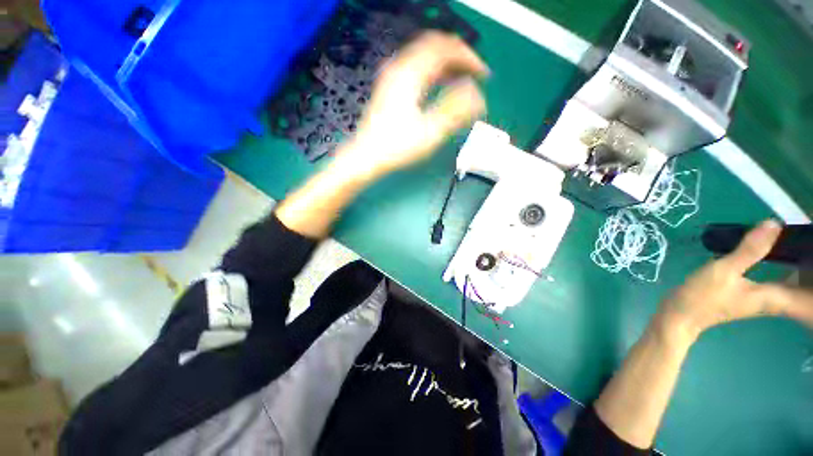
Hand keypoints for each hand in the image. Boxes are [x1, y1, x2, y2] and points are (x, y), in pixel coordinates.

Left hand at [335, 31, 488, 179]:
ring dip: (447, 63)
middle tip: (474, 73)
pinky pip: (416, 68)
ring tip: (462, 78)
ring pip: (425, 56)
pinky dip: (433, 72)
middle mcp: (399, 68)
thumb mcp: (429, 133)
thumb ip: (455, 111)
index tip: (483, 74)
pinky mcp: (390, 88)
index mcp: (410, 74)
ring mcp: (392, 77)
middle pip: (434, 46)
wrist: (367, 156)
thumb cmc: (395, 148)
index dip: (468, 57)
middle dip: (459, 57)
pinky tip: (440, 85)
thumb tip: (477, 96)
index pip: (445, 48)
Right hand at [657, 220, 812, 342]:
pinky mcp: (755, 293)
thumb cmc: (703, 296)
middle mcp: (776, 299)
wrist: (682, 314)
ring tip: (802, 249)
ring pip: (796, 286)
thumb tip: (774, 224)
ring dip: (803, 271)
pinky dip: (789, 270)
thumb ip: (749, 250)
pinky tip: (785, 257)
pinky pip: (783, 281)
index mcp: (775, 296)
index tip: (812, 250)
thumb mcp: (724, 270)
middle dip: (810, 271)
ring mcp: (765, 297)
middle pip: (806, 291)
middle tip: (808, 247)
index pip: (809, 294)